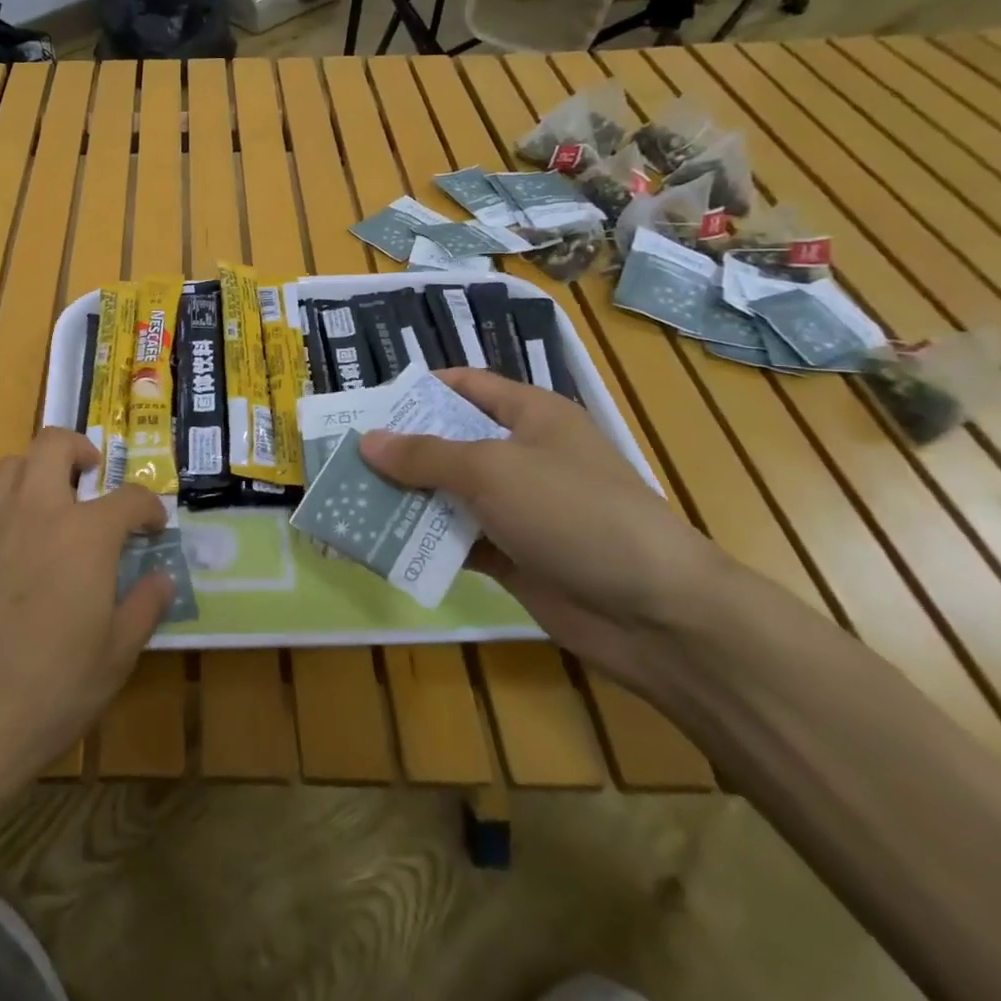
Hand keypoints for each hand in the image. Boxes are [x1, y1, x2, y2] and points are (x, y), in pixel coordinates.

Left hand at [0, 427, 171, 790]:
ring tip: (57, 503)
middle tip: (94, 480)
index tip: (154, 526)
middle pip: (54, 444)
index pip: (129, 496)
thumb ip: (143, 607)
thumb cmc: (52, 688)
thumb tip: (161, 579)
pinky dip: (13, 504)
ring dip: (39, 468)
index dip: (149, 507)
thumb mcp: (116, 655)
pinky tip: (24, 549)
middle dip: (80, 450)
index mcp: (86, 533)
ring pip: (14, 464)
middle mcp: (39, 512)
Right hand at [361, 369, 727, 682]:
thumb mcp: (492, 470)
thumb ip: (425, 456)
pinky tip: (381, 544)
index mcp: (530, 415)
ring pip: (449, 494)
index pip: (466, 386)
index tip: (368, 406)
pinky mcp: (515, 556)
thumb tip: (368, 441)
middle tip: (344, 457)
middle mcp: (523, 455)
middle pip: (449, 442)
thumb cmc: (574, 512)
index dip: (419, 391)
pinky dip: (424, 542)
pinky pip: (458, 540)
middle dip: (400, 450)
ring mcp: (519, 509)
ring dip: (406, 499)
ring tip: (349, 500)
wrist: (656, 613)